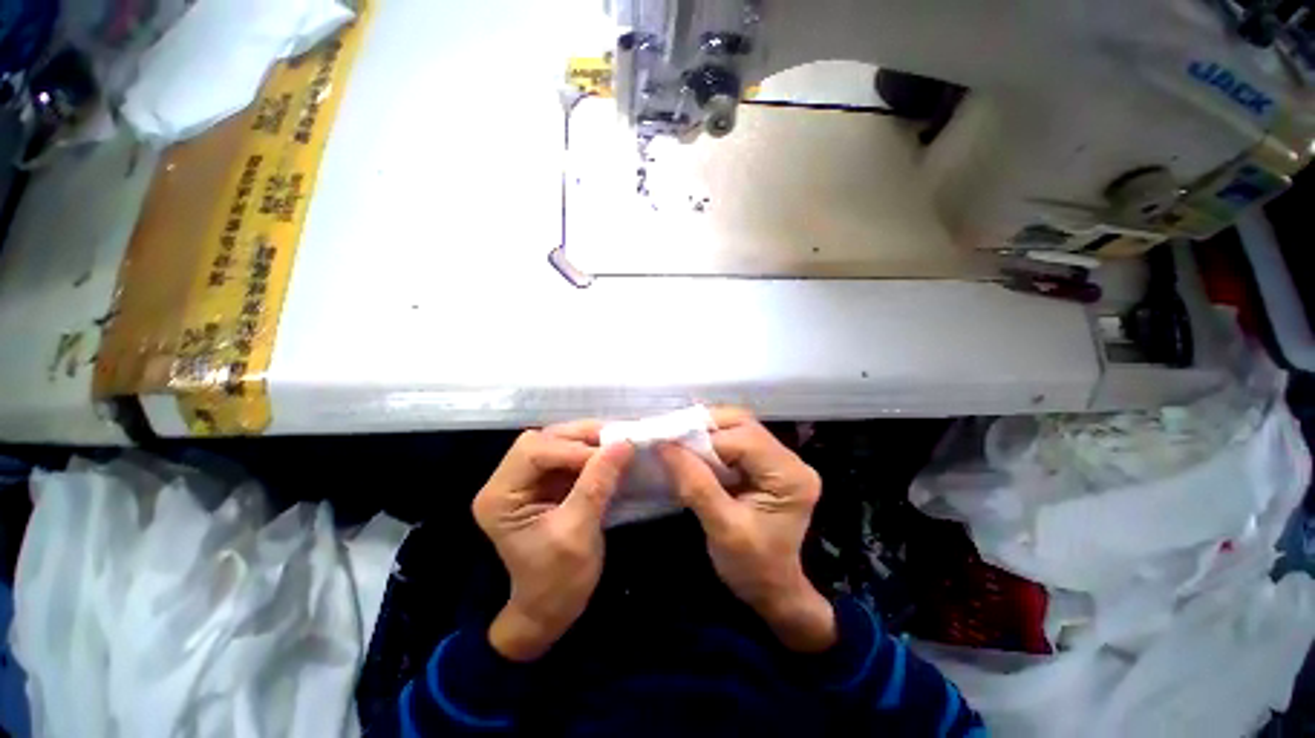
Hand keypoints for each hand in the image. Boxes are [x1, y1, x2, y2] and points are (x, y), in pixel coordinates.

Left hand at [474, 422, 633, 661]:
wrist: (550, 611)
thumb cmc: (557, 582)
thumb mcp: (579, 533)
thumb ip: (597, 484)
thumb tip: (622, 444)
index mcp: (500, 497)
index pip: (533, 452)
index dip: (572, 448)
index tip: (610, 454)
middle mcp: (507, 481)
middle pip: (542, 440)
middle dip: (579, 438)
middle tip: (615, 442)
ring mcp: (525, 480)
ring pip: (556, 442)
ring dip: (586, 441)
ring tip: (615, 446)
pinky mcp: (544, 483)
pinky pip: (567, 454)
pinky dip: (589, 451)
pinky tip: (608, 455)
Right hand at [657, 408, 835, 652]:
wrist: (773, 590)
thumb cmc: (752, 568)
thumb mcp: (722, 529)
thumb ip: (695, 485)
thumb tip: (665, 445)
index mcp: (789, 476)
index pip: (743, 440)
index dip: (705, 439)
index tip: (671, 446)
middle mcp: (790, 460)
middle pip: (743, 423)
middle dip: (706, 427)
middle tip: (675, 440)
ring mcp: (780, 459)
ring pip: (738, 426)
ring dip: (707, 432)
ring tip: (682, 445)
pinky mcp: (766, 463)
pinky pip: (736, 439)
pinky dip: (712, 441)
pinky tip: (695, 451)